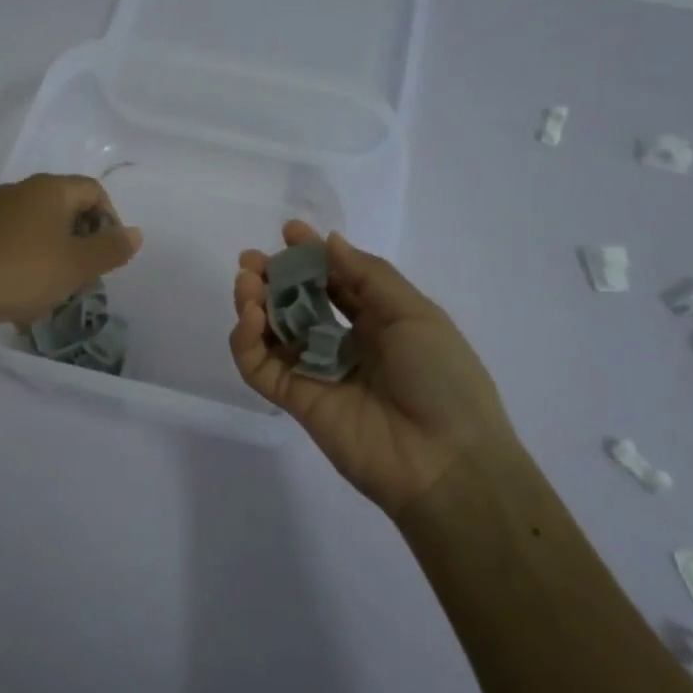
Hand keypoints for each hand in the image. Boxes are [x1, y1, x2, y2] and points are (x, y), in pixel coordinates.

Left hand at [0, 174, 142, 333]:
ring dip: (54, 254)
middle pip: (65, 207)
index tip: (108, 255)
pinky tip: (22, 294)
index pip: (94, 190)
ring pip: (38, 227)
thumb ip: (111, 249)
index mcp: (50, 189)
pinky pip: (13, 241)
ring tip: (54, 289)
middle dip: (81, 240)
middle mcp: (20, 190)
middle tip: (84, 274)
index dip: (110, 220)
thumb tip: (135, 233)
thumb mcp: (78, 265)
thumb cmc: (24, 272)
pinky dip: (27, 261)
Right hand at [230, 222, 513, 517]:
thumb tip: (330, 242)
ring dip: (254, 304)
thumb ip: (368, 276)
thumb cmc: (442, 377)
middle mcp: (345, 343)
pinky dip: (246, 343)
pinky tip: (250, 319)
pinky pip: (261, 368)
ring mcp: (318, 373)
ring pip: (273, 334)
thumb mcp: (415, 313)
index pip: (336, 282)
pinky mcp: (296, 401)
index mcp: (380, 321)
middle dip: (274, 279)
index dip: (312, 257)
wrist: (445, 460)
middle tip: (251, 262)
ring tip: (247, 285)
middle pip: (297, 305)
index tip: (289, 232)